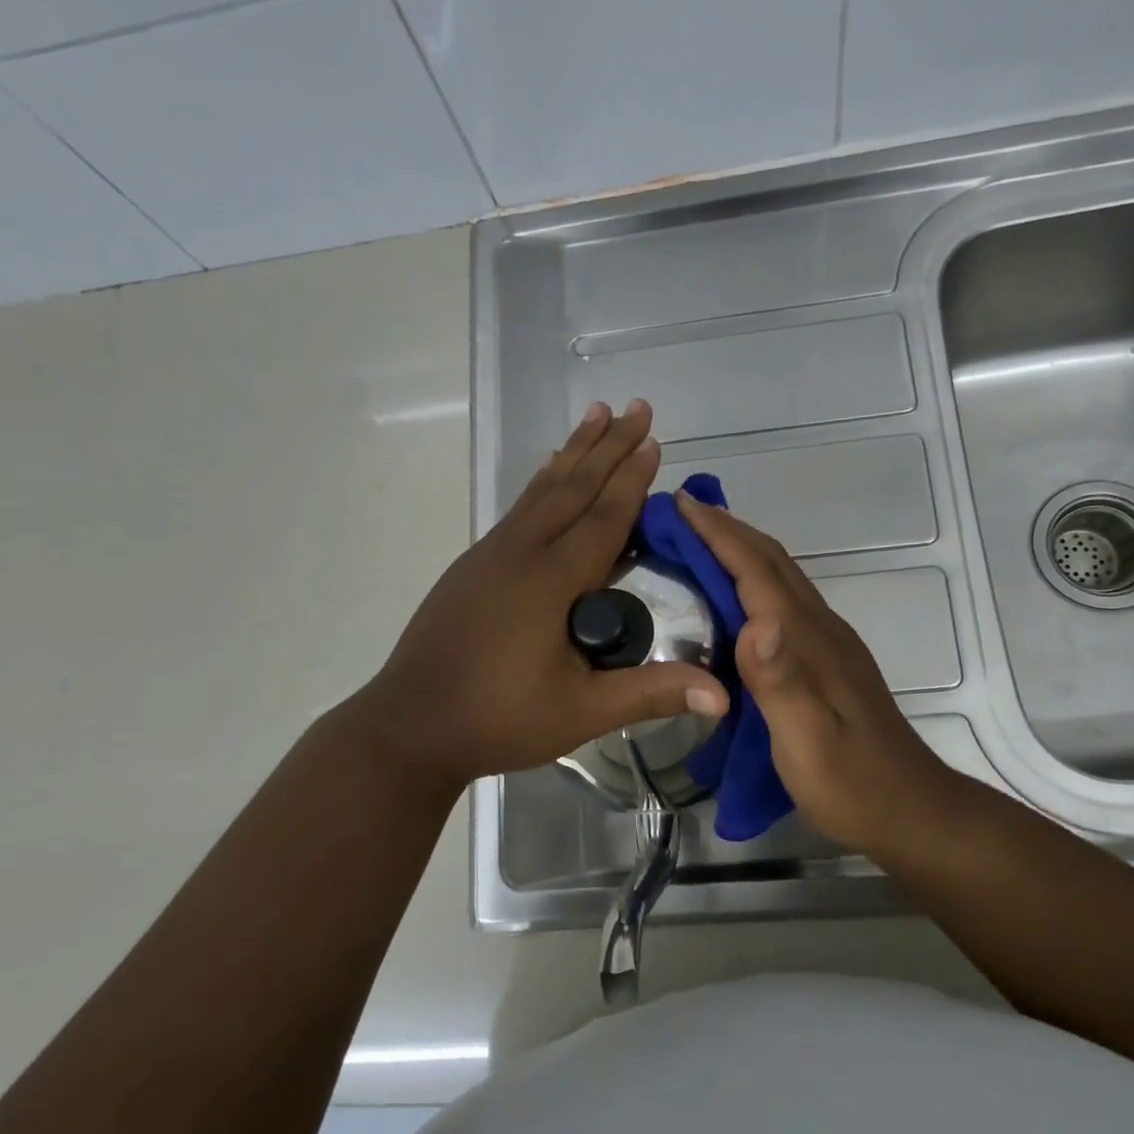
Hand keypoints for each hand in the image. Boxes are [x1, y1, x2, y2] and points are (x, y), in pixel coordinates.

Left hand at [360, 401, 728, 786]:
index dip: (633, 478)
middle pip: (573, 487)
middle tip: (636, 407)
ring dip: (574, 452)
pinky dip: (543, 482)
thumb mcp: (580, 712)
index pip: (604, 516)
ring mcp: (491, 555)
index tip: (654, 439)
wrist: (410, 726)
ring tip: (596, 415)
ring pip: (542, 491)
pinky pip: (520, 509)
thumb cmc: (498, 719)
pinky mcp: (474, 566)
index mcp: (550, 579)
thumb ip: (650, 693)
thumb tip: (723, 693)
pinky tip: (549, 472)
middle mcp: (520, 552)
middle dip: (608, 446)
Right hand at [675, 493, 964, 853]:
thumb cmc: (851, 781)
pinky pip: (784, 601)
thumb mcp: (808, 740)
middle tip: (682, 511)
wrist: (909, 810)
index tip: (681, 503)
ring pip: (780, 578)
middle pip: (772, 562)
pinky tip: (735, 597)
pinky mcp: (826, 660)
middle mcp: (820, 628)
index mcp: (808, 638)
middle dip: (727, 530)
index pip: (758, 570)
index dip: (719, 534)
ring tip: (700, 541)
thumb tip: (755, 622)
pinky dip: (753, 581)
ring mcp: (827, 643)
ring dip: (741, 550)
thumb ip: (781, 681)